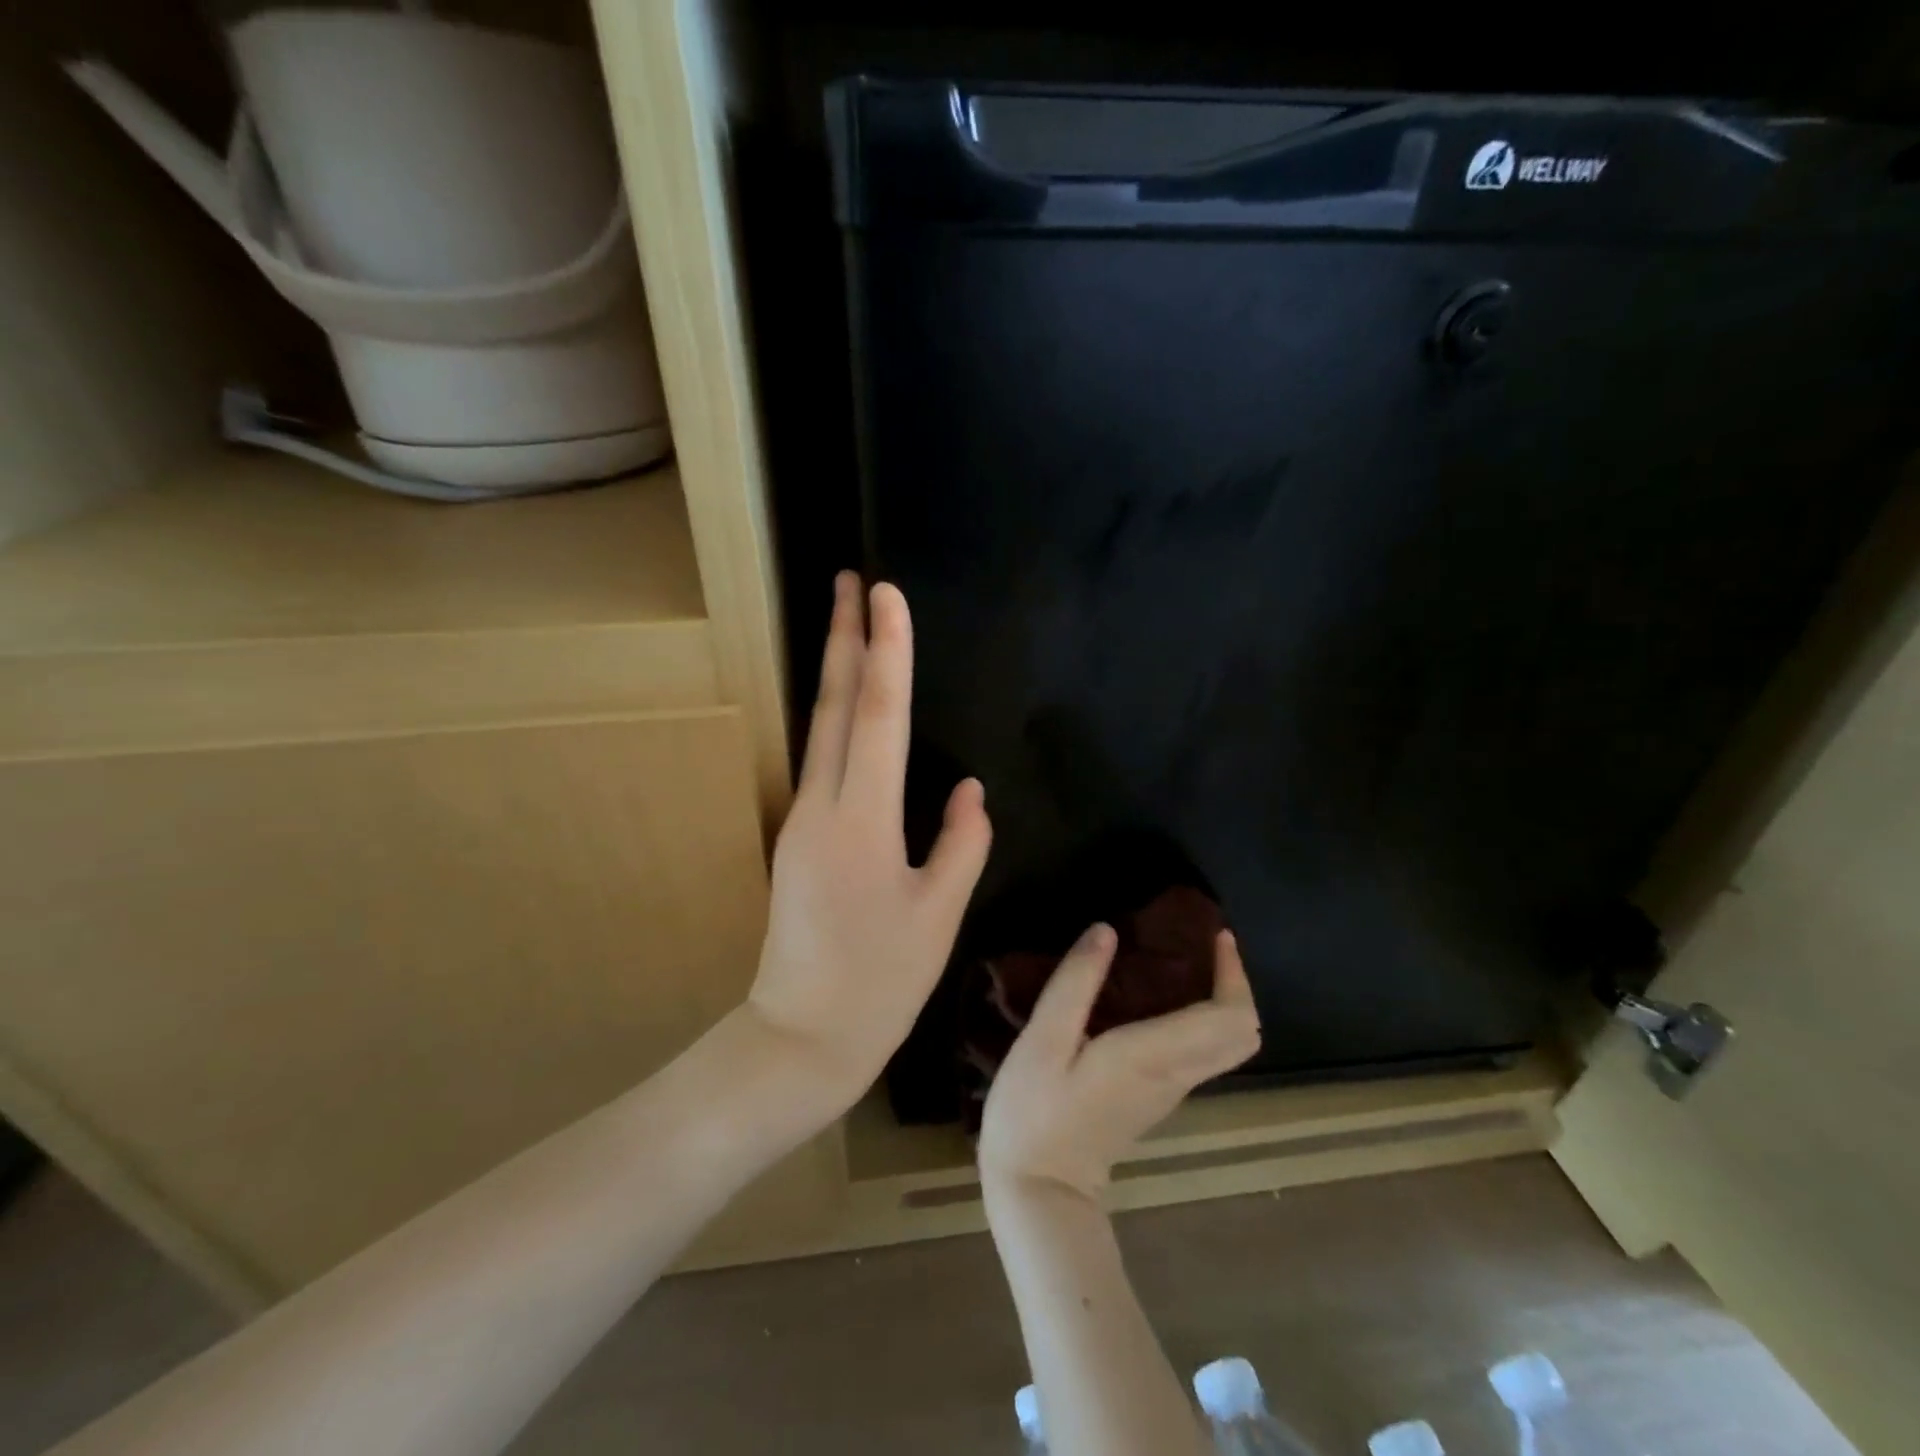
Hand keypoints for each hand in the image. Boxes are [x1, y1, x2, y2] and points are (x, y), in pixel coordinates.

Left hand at [743, 572, 992, 1119]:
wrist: (801, 1036)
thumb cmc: (881, 983)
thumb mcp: (940, 915)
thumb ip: (961, 843)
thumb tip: (970, 790)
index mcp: (863, 821)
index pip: (877, 716)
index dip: (886, 651)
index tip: (886, 593)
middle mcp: (823, 806)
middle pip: (833, 705)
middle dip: (842, 636)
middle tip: (849, 578)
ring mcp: (802, 819)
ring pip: (820, 728)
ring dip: (835, 669)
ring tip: (850, 622)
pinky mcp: (798, 836)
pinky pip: (822, 760)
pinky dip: (836, 717)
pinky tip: (850, 704)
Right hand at [978, 924, 1260, 1200]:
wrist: (1039, 1191)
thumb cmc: (1035, 1112)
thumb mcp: (1043, 1040)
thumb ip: (1076, 982)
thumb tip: (1106, 930)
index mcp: (1156, 1055)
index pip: (1230, 1017)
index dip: (1233, 973)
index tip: (1215, 935)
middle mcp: (1176, 1074)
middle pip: (1241, 1034)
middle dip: (1234, 984)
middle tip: (1202, 945)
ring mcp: (1169, 1092)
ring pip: (1223, 1045)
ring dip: (1217, 1001)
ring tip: (1178, 961)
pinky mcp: (1154, 1099)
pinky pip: (1198, 1053)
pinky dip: (1197, 1019)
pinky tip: (1153, 998)